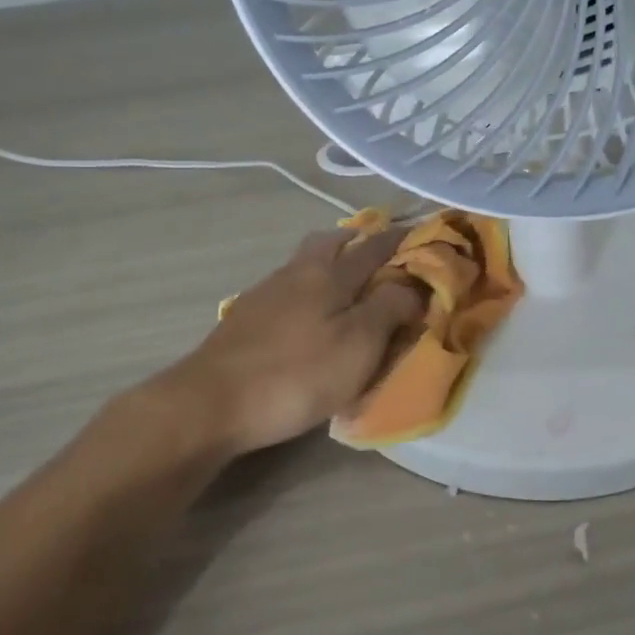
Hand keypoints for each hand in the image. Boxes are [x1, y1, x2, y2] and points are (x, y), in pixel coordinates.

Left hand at [158, 226, 424, 457]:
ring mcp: (266, 293)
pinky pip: (287, 287)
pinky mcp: (246, 318)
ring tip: (349, 282)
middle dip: (357, 240)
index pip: (374, 247)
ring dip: (330, 261)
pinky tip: (308, 311)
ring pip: (305, 263)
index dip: (400, 239)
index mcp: (329, 274)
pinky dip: (308, 287)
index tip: (421, 232)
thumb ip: (389, 309)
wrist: (212, 402)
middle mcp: (297, 272)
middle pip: (329, 241)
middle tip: (379, 252)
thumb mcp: (359, 345)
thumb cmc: (296, 374)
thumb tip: (413, 284)